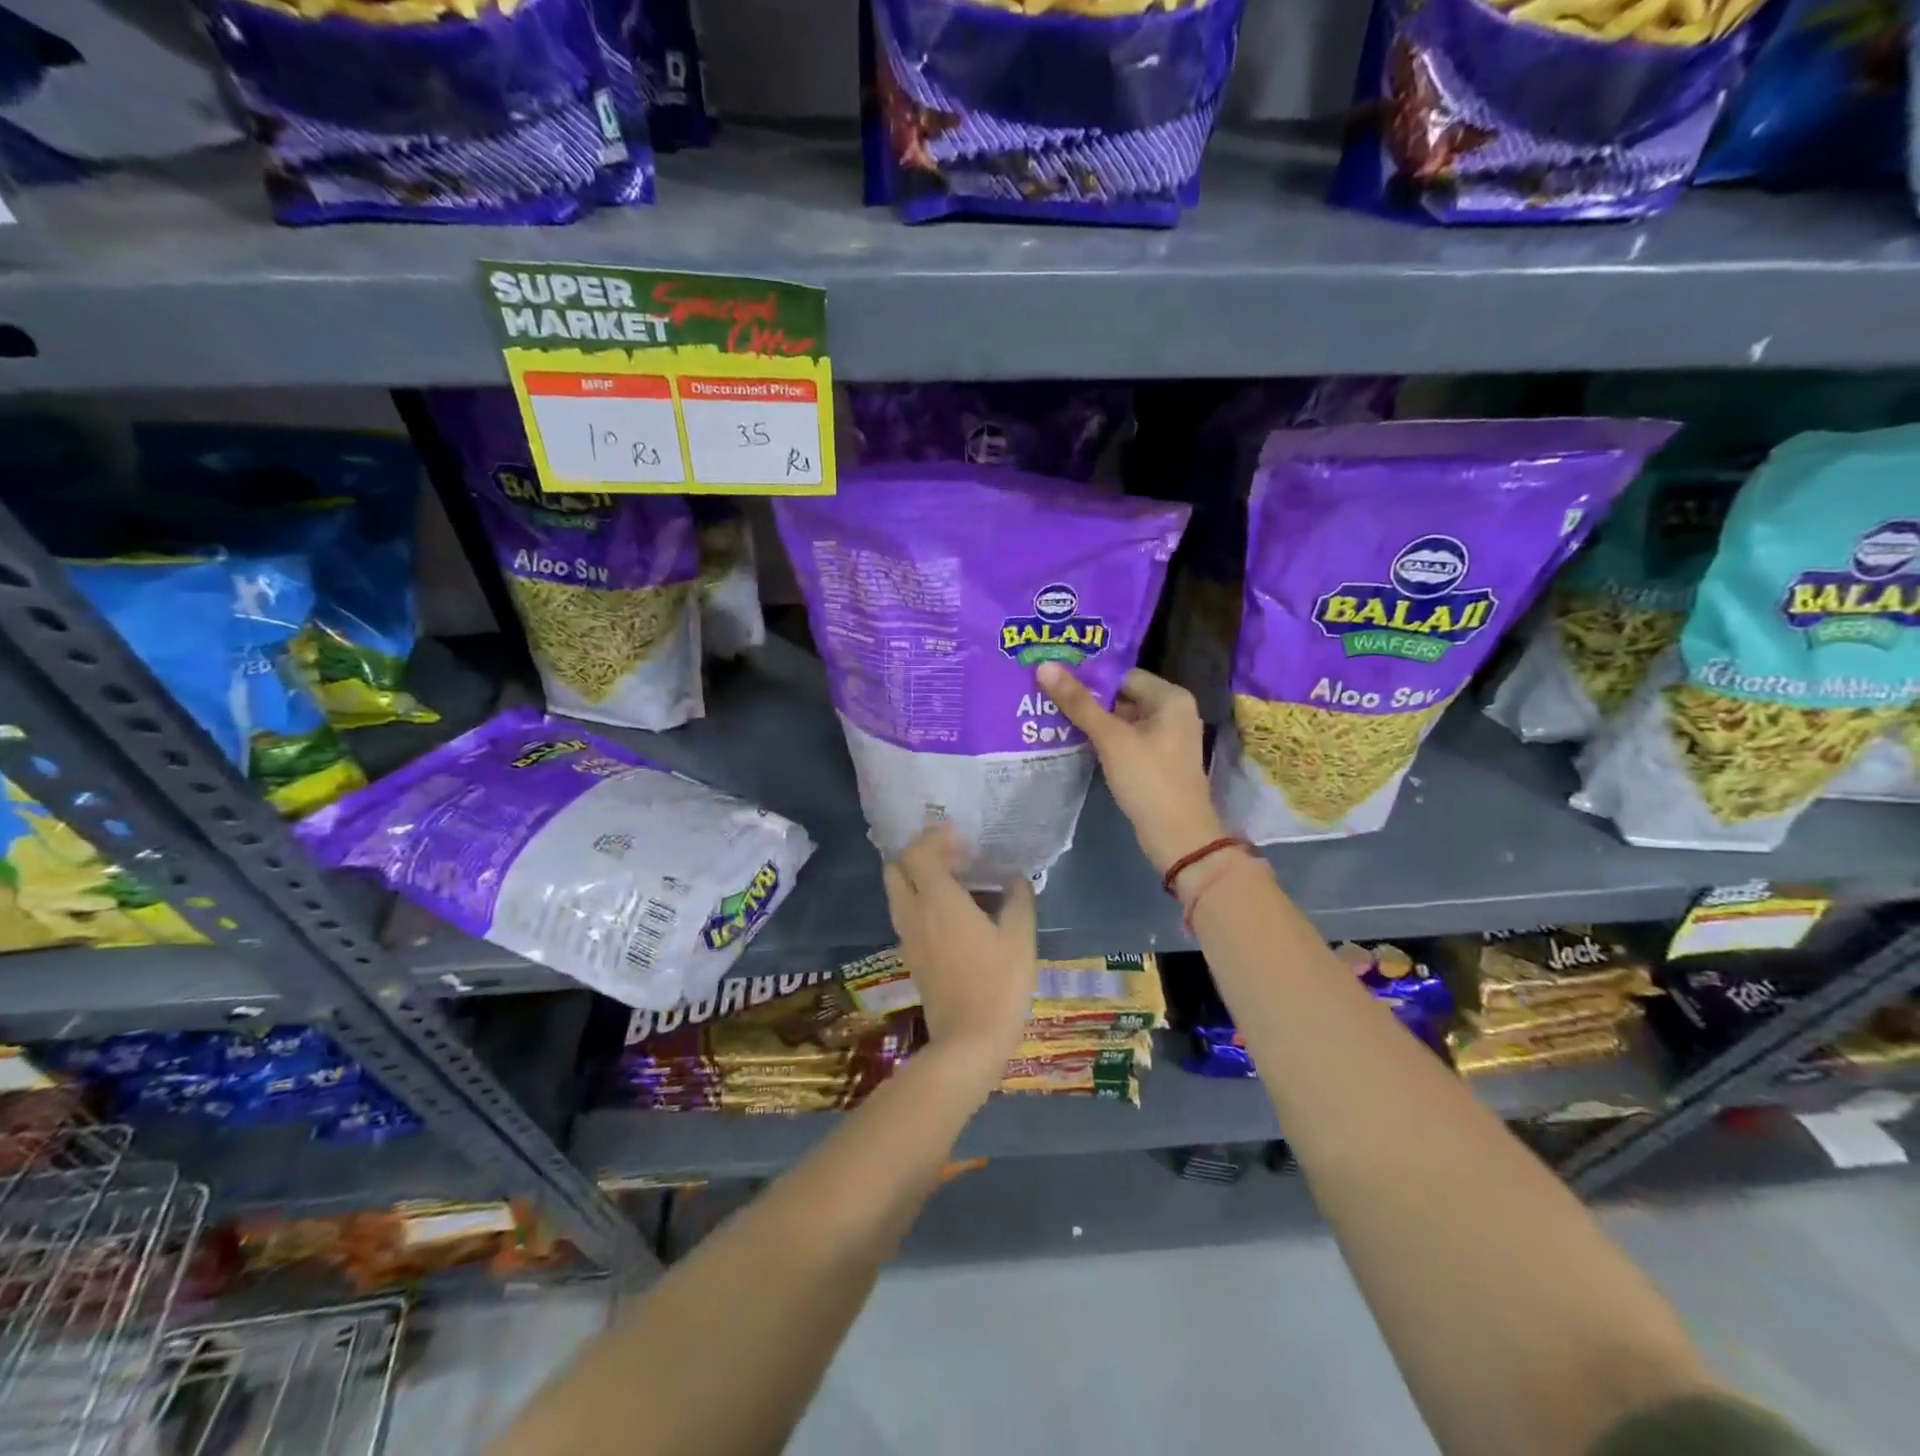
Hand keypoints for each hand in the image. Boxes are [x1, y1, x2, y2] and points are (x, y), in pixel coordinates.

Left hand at [882, 825, 1038, 1090]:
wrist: (968, 1042)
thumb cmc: (998, 984)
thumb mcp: (1020, 938)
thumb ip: (1018, 900)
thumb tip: (1015, 878)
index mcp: (938, 900)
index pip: (918, 852)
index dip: (934, 837)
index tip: (960, 836)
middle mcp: (914, 913)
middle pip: (896, 868)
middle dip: (918, 853)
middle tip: (953, 855)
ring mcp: (908, 936)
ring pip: (897, 891)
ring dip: (916, 876)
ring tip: (955, 881)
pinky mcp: (911, 956)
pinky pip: (905, 913)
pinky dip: (919, 899)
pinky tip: (951, 912)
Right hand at [1037, 662, 1224, 873]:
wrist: (1177, 836)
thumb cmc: (1148, 779)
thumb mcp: (1111, 738)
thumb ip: (1078, 703)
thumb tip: (1045, 666)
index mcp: (1170, 697)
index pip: (1122, 675)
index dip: (1088, 677)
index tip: (1054, 679)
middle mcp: (1172, 711)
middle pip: (1121, 696)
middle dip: (1087, 699)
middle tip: (1045, 696)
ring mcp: (1165, 737)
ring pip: (1121, 719)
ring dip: (1092, 720)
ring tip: (1050, 715)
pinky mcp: (1156, 760)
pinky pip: (1125, 739)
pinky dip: (1103, 739)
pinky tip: (1072, 740)